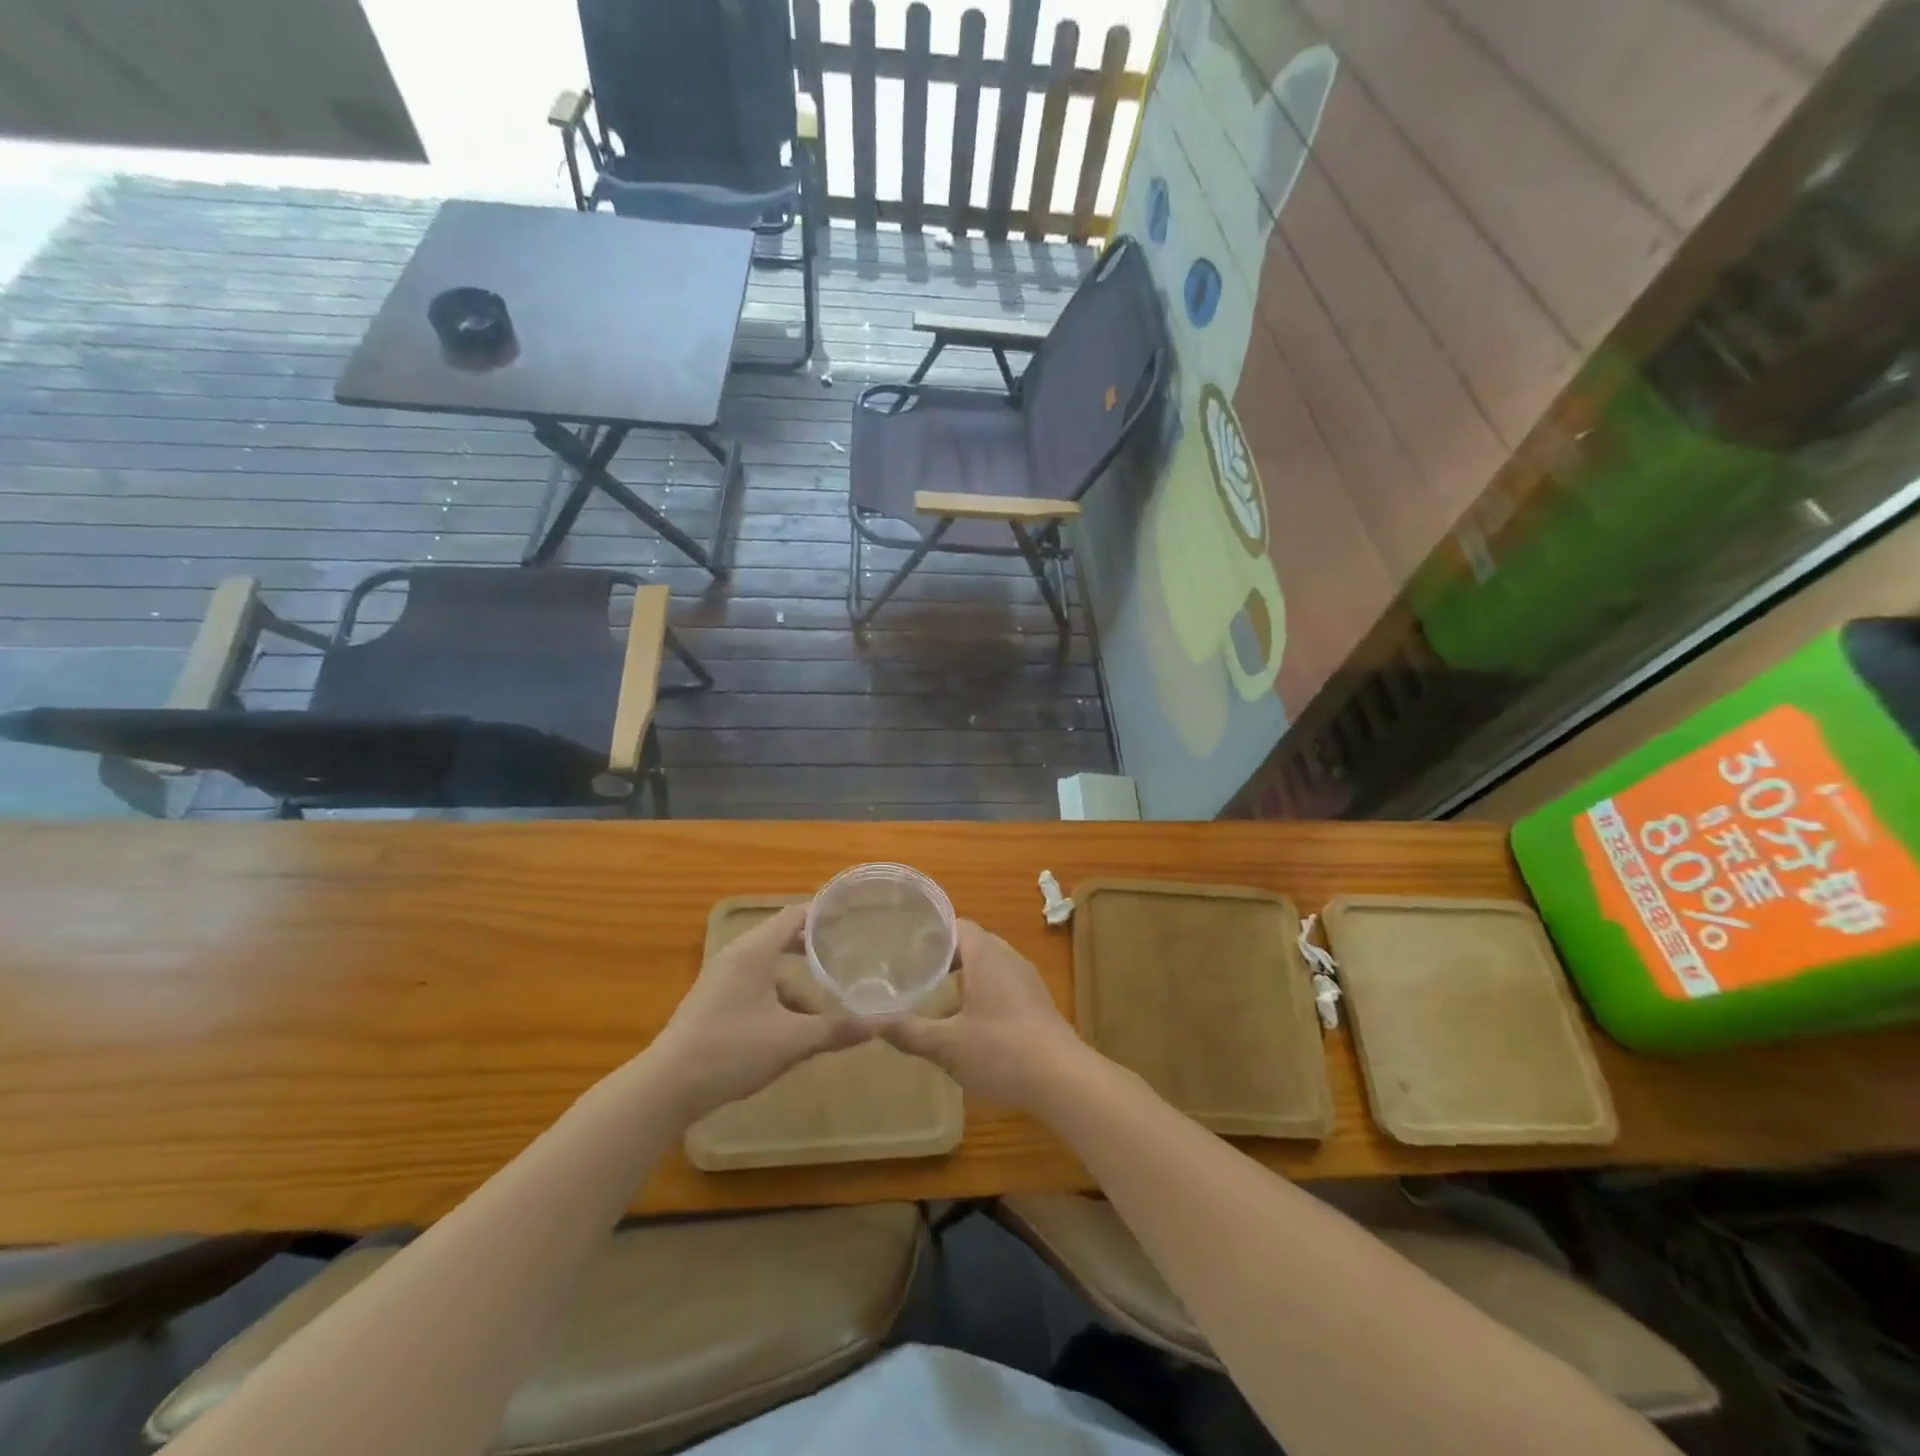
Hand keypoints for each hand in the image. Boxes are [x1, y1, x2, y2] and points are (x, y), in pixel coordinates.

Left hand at [644, 904, 869, 1122]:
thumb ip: (836, 1029)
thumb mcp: (791, 1041)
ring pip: (769, 964)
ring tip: (828, 992)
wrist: (666, 1088)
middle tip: (849, 951)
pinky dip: (779, 993)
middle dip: (815, 945)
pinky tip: (795, 1023)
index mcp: (754, 951)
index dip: (825, 913)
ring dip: (797, 976)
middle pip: (782, 936)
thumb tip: (880, 1024)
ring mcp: (722, 978)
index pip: (795, 915)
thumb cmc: (731, 1051)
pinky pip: (755, 983)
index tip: (854, 917)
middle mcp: (737, 955)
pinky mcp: (714, 1000)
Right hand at [880, 919, 1088, 1111]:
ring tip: (935, 995)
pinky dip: (982, 991)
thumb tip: (872, 1022)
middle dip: (943, 955)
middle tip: (913, 972)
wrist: (1063, 1079)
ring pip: (988, 964)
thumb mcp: (947, 1045)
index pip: (955, 924)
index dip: (929, 933)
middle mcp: (1008, 957)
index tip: (904, 948)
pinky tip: (968, 1020)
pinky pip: (1003, 983)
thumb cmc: (1001, 1052)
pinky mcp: (1037, 1001)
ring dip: (963, 975)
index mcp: (986, 955)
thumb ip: (908, 1031)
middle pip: (971, 943)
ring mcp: (1026, 979)